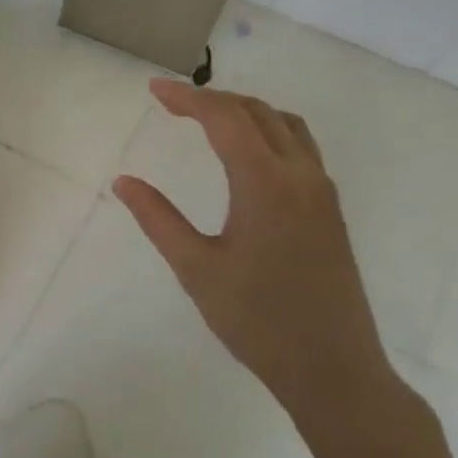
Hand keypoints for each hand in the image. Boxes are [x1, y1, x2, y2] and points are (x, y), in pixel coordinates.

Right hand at [113, 80, 394, 420]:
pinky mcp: (330, 211)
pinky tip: (247, 156)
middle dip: (213, 99)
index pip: (225, 119)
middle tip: (172, 102)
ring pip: (286, 126)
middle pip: (258, 112)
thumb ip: (158, 219)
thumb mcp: (196, 268)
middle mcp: (300, 176)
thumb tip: (124, 181)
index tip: (154, 89)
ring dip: (246, 111)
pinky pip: (301, 148)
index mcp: (265, 184)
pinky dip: (268, 132)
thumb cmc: (257, 320)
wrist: (333, 368)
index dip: (187, 98)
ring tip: (208, 119)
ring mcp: (322, 192)